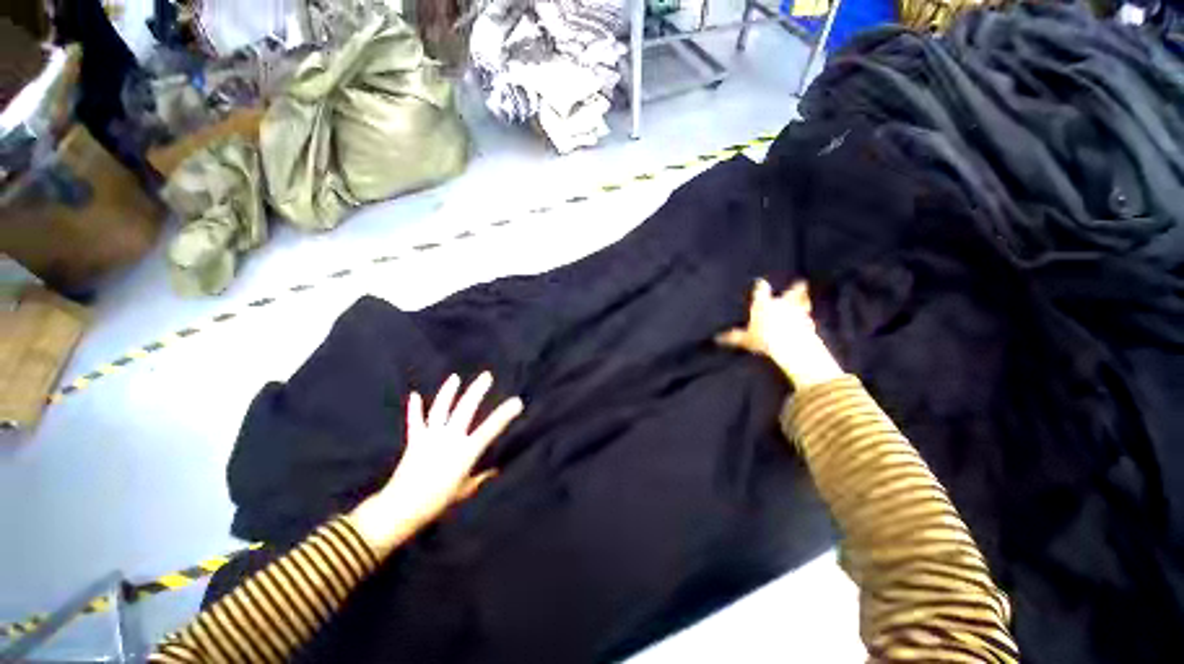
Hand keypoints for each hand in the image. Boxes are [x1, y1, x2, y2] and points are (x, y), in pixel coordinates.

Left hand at [349, 373, 523, 556]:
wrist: (402, 508)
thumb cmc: (439, 501)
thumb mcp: (466, 490)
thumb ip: (481, 477)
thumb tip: (495, 469)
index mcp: (466, 450)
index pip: (490, 428)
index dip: (505, 414)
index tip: (517, 401)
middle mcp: (450, 437)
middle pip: (466, 408)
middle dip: (477, 390)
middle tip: (486, 376)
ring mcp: (431, 436)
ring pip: (441, 408)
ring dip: (448, 391)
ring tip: (455, 377)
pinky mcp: (415, 440)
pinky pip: (415, 421)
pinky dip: (415, 408)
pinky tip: (415, 394)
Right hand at [717, 279, 843, 388]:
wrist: (789, 344)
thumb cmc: (763, 338)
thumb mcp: (745, 339)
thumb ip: (733, 337)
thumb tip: (717, 338)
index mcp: (764, 304)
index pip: (761, 290)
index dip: (761, 286)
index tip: (761, 282)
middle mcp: (782, 303)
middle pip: (791, 291)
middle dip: (795, 287)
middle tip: (800, 282)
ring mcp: (797, 311)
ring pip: (803, 301)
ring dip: (805, 300)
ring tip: (807, 299)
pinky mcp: (809, 322)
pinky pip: (809, 318)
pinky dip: (809, 319)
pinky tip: (810, 321)